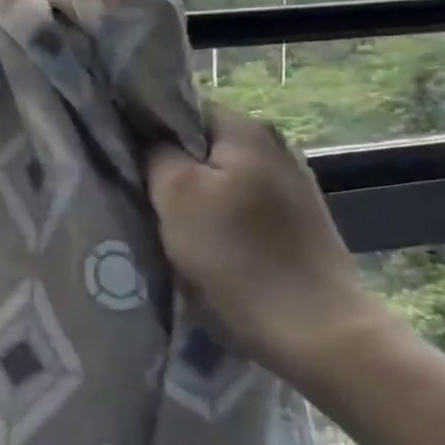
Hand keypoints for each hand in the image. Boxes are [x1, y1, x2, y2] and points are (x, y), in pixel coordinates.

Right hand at [146, 102, 392, 386]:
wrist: (320, 335)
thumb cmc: (238, 257)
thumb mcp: (176, 195)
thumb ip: (154, 153)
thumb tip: (146, 137)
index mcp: (248, 130)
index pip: (181, 109)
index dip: (147, 130)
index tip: (124, 160)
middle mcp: (276, 147)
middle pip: (201, 146)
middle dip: (169, 168)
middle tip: (140, 197)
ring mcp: (293, 187)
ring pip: (221, 179)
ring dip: (193, 199)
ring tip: (168, 228)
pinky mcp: (299, 225)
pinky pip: (242, 208)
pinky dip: (219, 222)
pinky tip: (206, 249)